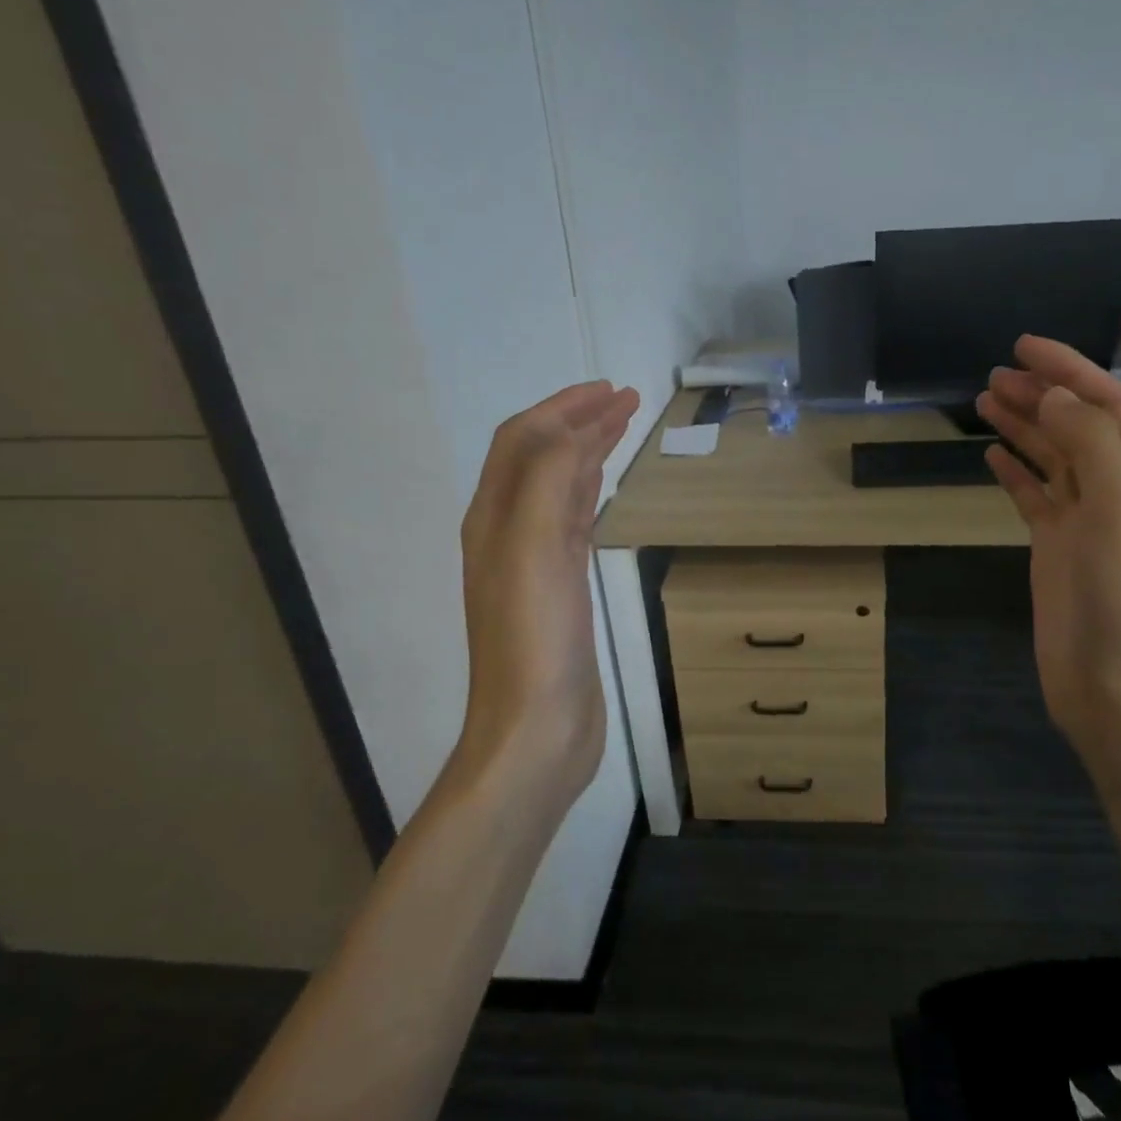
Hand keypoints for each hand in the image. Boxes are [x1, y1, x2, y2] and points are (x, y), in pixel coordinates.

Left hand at [451, 380, 639, 808]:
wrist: (536, 729)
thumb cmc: (534, 638)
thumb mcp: (534, 547)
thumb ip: (547, 480)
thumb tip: (570, 431)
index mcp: (494, 517)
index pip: (524, 440)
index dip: (563, 408)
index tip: (611, 390)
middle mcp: (507, 532)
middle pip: (540, 458)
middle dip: (579, 423)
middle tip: (626, 401)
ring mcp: (533, 563)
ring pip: (558, 489)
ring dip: (587, 453)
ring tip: (621, 430)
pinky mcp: (559, 590)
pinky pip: (573, 524)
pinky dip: (590, 493)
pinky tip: (604, 489)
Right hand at [975, 336, 1120, 777]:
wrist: (1119, 686)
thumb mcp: (1119, 506)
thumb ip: (1088, 442)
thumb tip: (1053, 395)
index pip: (1107, 403)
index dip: (1069, 370)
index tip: (1023, 347)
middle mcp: (1118, 491)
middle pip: (1075, 425)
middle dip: (1039, 394)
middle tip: (993, 374)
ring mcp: (1085, 522)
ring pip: (1052, 458)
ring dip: (1022, 427)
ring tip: (984, 402)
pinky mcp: (1057, 550)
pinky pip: (1034, 498)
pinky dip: (1014, 473)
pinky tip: (991, 458)